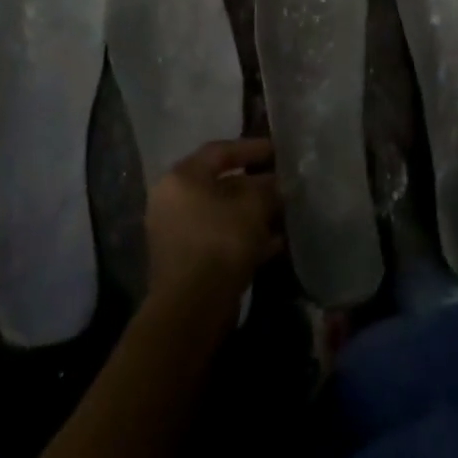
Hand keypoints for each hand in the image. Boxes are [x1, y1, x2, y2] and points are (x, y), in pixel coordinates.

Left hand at [145, 138, 283, 316]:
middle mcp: (173, 199)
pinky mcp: (186, 261)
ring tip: (285, 214)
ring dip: (252, 214)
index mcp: (182, 177)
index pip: (220, 151)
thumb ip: (267, 188)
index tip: (278, 151)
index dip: (251, 148)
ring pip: (222, 214)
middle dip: (255, 185)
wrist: (191, 309)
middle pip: (220, 183)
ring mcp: (176, 232)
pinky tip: (275, 243)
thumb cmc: (220, 242)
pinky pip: (219, 238)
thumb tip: (277, 183)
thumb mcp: (252, 207)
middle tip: (283, 184)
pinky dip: (244, 238)